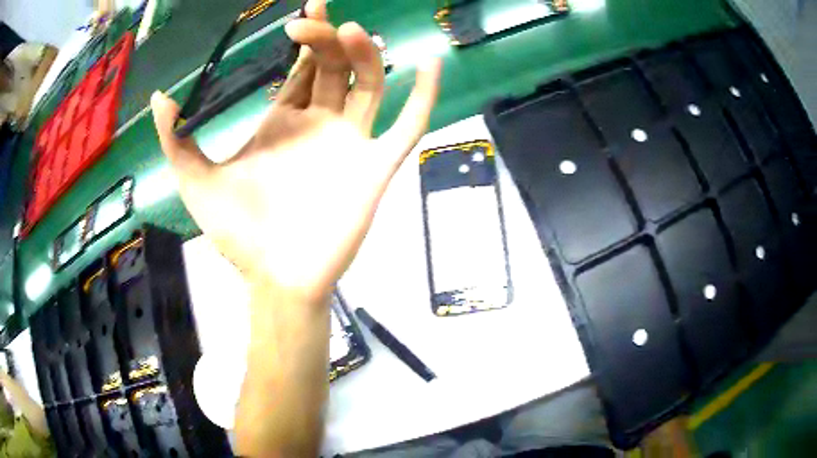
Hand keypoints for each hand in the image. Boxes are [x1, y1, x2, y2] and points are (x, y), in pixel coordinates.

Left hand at [151, 5, 441, 304]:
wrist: (276, 280)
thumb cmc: (238, 233)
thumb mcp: (196, 180)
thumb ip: (176, 138)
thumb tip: (159, 96)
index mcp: (283, 121)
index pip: (301, 67)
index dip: (306, 37)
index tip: (305, 10)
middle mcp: (320, 124)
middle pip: (334, 66)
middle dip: (325, 37)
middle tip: (311, 18)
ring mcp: (352, 143)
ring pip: (369, 84)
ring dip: (366, 54)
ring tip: (352, 32)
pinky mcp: (377, 166)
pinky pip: (408, 125)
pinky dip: (423, 95)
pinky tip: (430, 63)